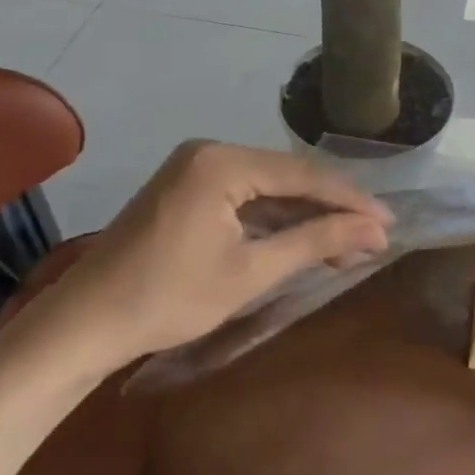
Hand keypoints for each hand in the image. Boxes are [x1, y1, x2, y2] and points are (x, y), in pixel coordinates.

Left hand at [9, 141, 391, 371]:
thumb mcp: (251, 272)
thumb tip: (375, 230)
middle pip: (287, 176)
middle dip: (331, 209)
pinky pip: (245, 195)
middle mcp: (210, 151)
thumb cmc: (168, 299)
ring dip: (305, 215)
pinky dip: (274, 219)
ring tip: (348, 245)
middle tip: (373, 238)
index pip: (303, 174)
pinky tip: (303, 239)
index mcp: (222, 161)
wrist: (84, 323)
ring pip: (268, 186)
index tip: (389, 222)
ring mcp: (195, 167)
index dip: (350, 199)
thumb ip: (315, 241)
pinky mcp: (187, 187)